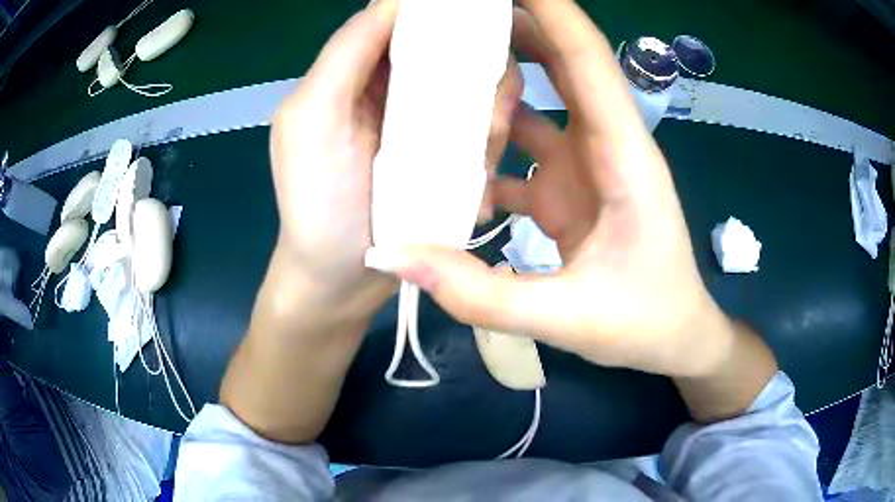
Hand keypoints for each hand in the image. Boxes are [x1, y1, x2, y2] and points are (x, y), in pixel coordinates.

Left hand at [269, 0, 522, 317]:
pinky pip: (484, 132)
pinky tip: (479, 183)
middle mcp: (394, 89)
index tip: (478, 26)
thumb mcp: (312, 118)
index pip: (403, 21)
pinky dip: (491, 147)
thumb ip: (346, 53)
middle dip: (479, 73)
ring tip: (481, 157)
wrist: (342, 283)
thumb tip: (395, 1)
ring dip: (491, 116)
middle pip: (453, 52)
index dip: (442, 15)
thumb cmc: (317, 203)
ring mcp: (426, 123)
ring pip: (478, 90)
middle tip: (487, 115)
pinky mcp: (449, 157)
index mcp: (356, 73)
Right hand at [372, 0, 734, 377]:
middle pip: (563, 64)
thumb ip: (481, 293)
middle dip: (517, 26)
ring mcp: (587, 167)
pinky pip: (527, 147)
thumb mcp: (567, 318)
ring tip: (442, 62)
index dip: (552, 12)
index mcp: (624, 157)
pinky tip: (451, 147)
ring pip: (542, 101)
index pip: (588, 60)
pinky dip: (493, 138)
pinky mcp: (571, 191)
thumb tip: (393, 255)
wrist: (675, 338)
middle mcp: (606, 147)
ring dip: (499, 77)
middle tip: (457, 16)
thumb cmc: (645, 323)